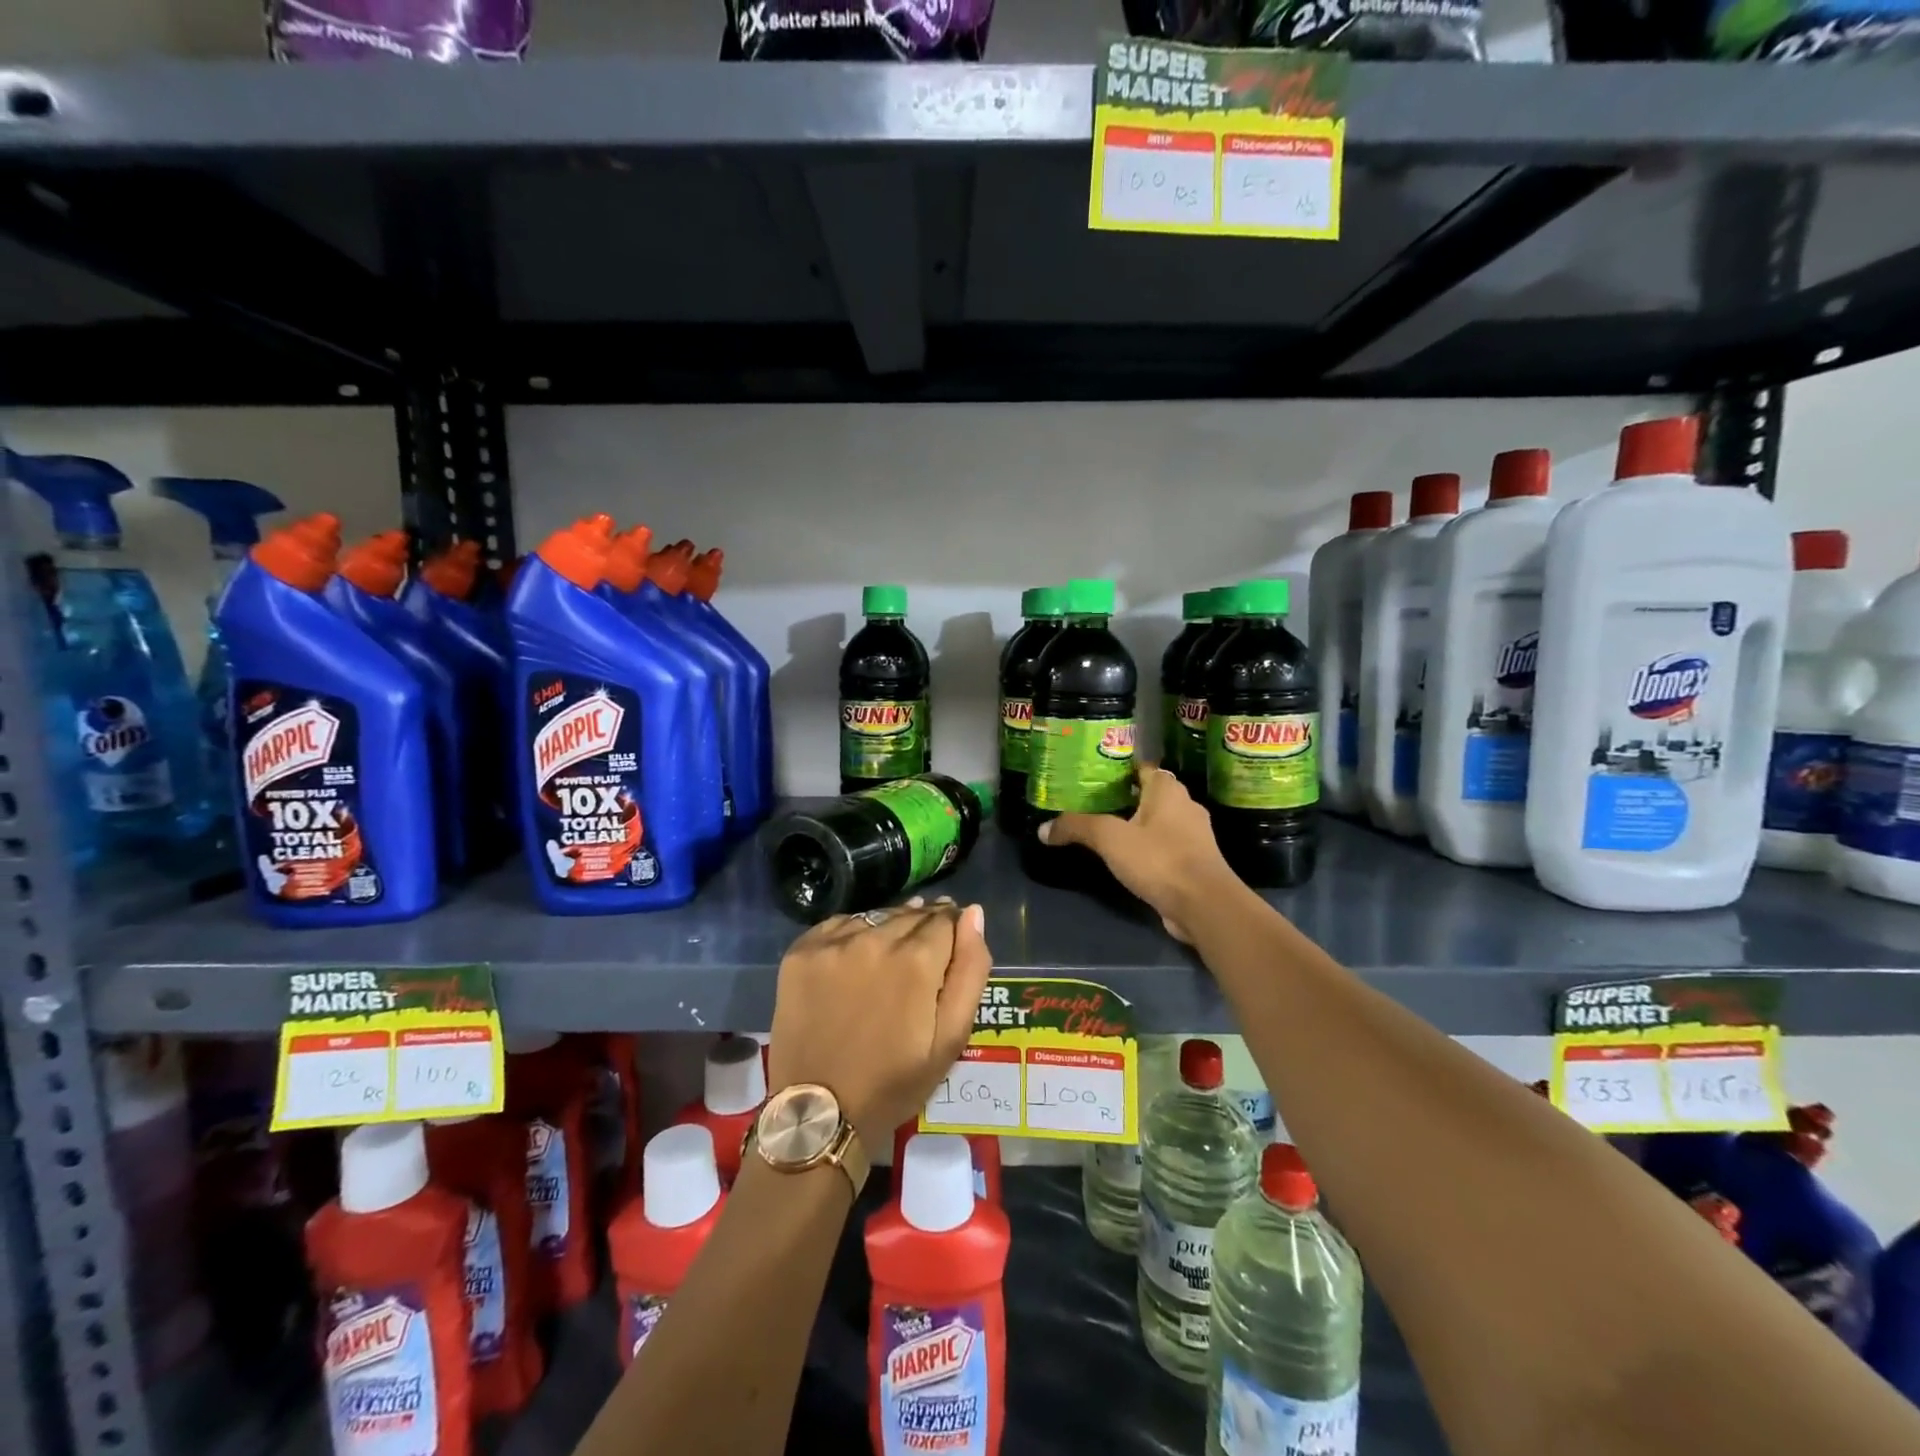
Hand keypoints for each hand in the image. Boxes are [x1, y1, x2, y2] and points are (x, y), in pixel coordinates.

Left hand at [768, 898, 992, 1152]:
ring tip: (888, 962)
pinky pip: (840, 926)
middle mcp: (875, 938)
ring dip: (889, 930)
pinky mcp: (802, 950)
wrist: (818, 1112)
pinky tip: (854, 963)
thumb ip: (969, 970)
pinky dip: (853, 936)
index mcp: (917, 959)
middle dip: (923, 930)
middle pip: (911, 914)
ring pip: (876, 917)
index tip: (948, 950)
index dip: (952, 932)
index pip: (945, 919)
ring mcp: (834, 942)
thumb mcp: (951, 1038)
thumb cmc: (893, 1082)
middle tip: (920, 962)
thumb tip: (973, 914)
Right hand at [1038, 764, 1238, 941]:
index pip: (1142, 767)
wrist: (1204, 905)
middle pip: (1149, 794)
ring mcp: (1193, 836)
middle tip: (1091, 803)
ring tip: (1105, 830)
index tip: (1092, 776)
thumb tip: (1043, 829)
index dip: (1118, 769)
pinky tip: (1127, 858)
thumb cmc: (1158, 859)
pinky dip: (1147, 848)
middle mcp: (1185, 805)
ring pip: (1158, 822)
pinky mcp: (1194, 862)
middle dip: (1123, 797)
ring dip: (1136, 825)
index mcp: (1168, 789)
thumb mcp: (1109, 839)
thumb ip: (1076, 828)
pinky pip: (1165, 846)